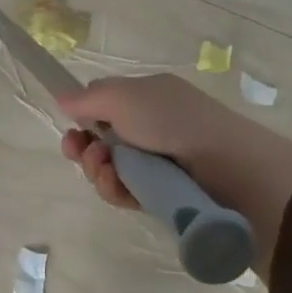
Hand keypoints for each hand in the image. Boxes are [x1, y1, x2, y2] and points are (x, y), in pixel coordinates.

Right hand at [55, 74, 291, 277]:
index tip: (71, 128)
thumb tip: (62, 98)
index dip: (84, 117)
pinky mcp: (161, 195)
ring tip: (107, 170)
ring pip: (110, 170)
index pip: (105, 106)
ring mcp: (157, 164)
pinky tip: (119, 186)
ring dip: (98, 170)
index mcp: (148, 98)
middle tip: (81, 153)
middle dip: (85, 149)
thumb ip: (88, 98)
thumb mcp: (124, 96)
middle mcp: (152, 128)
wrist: (229, 169)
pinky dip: (116, 190)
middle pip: (102, 141)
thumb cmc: (173, 121)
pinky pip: (125, 193)